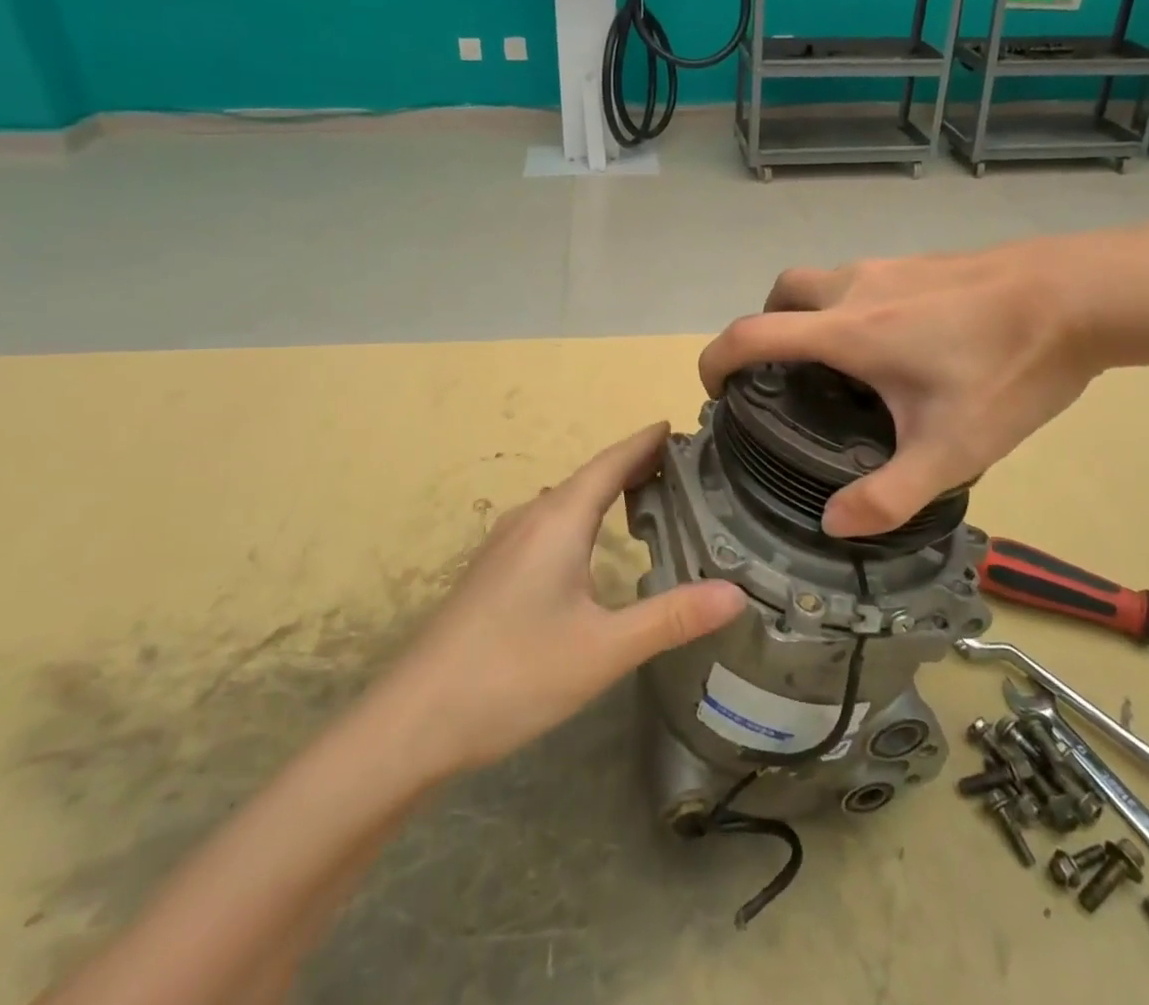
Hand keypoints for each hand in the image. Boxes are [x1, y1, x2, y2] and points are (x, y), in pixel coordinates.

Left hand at [386, 424, 744, 774]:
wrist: (412, 721)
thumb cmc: (513, 674)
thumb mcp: (603, 649)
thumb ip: (670, 619)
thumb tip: (736, 593)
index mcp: (559, 520)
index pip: (611, 462)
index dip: (644, 442)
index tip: (677, 426)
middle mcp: (531, 519)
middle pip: (588, 477)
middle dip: (631, 465)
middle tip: (679, 467)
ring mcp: (505, 545)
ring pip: (565, 503)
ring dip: (604, 491)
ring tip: (643, 498)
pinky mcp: (492, 572)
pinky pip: (548, 525)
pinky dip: (581, 517)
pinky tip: (588, 547)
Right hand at [698, 239, 1107, 537]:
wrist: (1081, 294)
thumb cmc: (1009, 368)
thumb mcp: (952, 449)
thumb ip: (888, 495)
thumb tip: (832, 522)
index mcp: (847, 330)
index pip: (752, 333)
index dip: (716, 358)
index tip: (712, 388)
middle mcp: (855, 287)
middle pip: (780, 293)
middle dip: (764, 328)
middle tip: (782, 376)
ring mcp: (890, 266)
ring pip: (822, 281)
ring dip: (809, 316)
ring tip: (842, 368)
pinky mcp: (921, 261)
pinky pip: (861, 279)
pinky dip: (849, 306)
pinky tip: (899, 345)